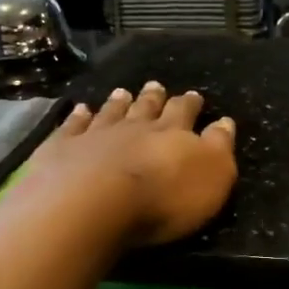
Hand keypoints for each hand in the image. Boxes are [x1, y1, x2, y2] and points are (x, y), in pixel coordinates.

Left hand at [27, 81, 237, 245]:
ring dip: (119, 102)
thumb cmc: (163, 198)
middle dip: (155, 97)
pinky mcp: (63, 148)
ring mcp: (96, 135)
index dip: (191, 104)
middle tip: (156, 85)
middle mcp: (135, 127)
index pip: (185, 113)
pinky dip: (78, 117)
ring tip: (123, 92)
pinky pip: (73, 127)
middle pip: (147, 108)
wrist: (93, 203)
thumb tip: (225, 122)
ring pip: (111, 112)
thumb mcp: (212, 176)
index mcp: (173, 133)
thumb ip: (219, 147)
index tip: (194, 96)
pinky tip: (80, 109)